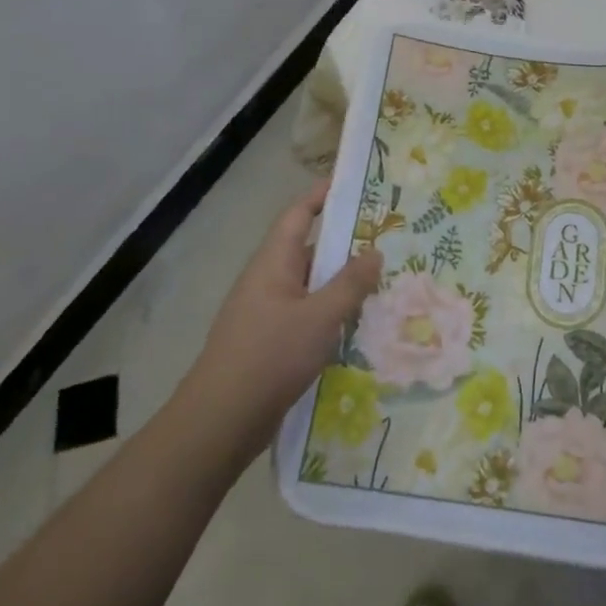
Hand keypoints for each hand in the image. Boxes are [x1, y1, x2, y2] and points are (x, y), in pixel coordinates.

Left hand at [180, 182, 381, 458]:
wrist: (220, 421)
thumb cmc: (271, 356)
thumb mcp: (320, 317)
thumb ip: (350, 283)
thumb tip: (375, 252)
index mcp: (273, 262)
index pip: (299, 214)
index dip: (323, 195)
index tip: (354, 184)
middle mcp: (267, 280)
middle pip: (307, 249)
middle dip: (344, 243)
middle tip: (385, 239)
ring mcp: (265, 312)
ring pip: (309, 285)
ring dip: (340, 283)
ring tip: (381, 282)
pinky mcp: (268, 342)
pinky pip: (305, 314)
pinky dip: (330, 312)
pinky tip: (356, 326)